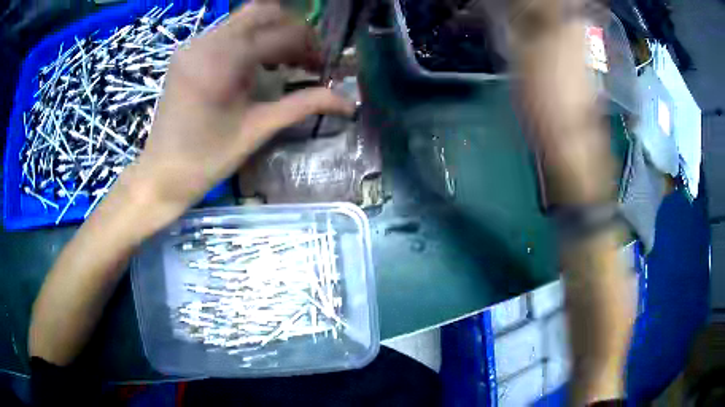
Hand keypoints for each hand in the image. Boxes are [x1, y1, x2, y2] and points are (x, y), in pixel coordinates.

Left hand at [126, 1, 353, 213]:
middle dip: (292, 28)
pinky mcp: (187, 52)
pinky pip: (227, 31)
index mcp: (223, 62)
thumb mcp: (258, 130)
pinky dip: (250, 38)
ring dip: (272, 31)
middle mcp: (206, 42)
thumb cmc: (207, 159)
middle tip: (305, 56)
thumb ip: (304, 105)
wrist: (162, 173)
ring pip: (245, 17)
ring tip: (283, 60)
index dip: (310, 46)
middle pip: (264, 11)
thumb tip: (349, 101)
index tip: (322, 67)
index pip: (281, 34)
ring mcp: (193, 45)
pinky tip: (255, 63)